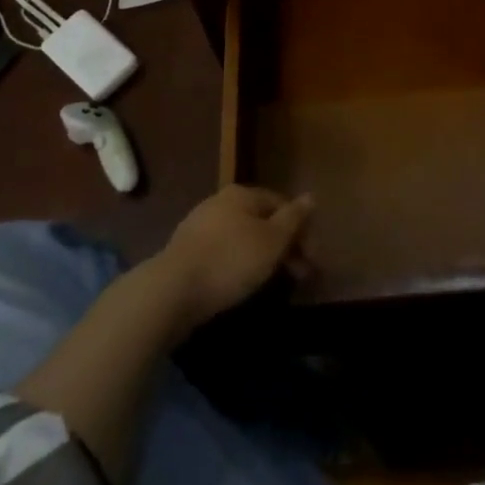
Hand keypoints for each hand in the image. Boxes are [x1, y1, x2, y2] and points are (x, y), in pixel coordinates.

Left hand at [152, 184, 313, 329]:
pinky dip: (238, 266)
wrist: (171, 290)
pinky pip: (223, 253)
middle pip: (261, 221)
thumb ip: (293, 218)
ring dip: (261, 257)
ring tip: (273, 283)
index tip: (313, 260)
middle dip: (283, 246)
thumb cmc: (230, 260)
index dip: (301, 230)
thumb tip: (311, 196)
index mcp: (241, 194)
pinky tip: (241, 284)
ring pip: (242, 238)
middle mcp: (220, 202)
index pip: (281, 204)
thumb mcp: (271, 240)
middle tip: (299, 276)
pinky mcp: (186, 252)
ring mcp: (199, 226)